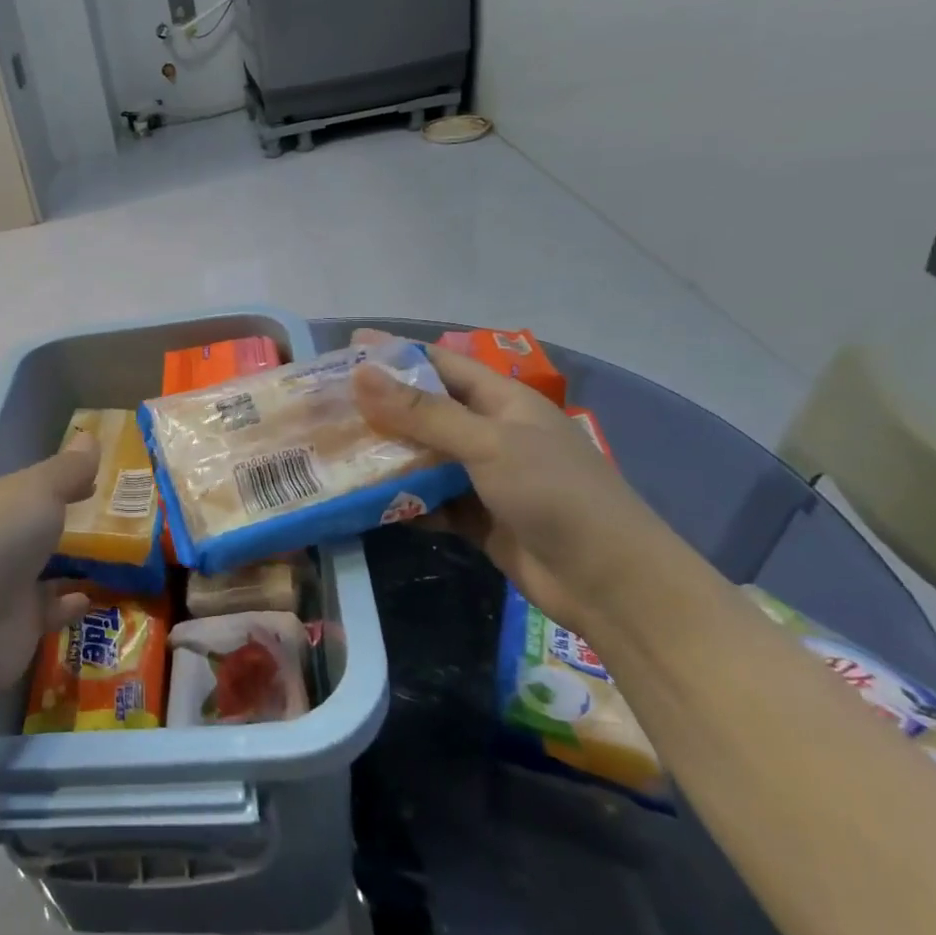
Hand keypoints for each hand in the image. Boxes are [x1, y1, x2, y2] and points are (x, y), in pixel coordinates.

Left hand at [0, 436, 100, 689]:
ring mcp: (2, 585)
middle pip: (35, 525)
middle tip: (119, 518)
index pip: (31, 484)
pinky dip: (68, 604)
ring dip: (72, 562)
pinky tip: (93, 598)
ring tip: (119, 557)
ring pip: (43, 568)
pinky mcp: (13, 627)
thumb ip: (68, 470)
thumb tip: (89, 436)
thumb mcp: (37, 491)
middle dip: (67, 521)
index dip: (64, 479)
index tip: (99, 479)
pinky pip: (48, 611)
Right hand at [351, 334, 673, 635]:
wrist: (610, 585)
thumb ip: (422, 412)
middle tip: (325, 404)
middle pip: (424, 411)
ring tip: (331, 450)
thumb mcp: (487, 444)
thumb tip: (360, 374)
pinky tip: (360, 501)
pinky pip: (427, 499)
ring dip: (384, 455)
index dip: (395, 354)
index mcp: (502, 401)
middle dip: (378, 407)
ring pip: (421, 457)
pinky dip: (399, 500)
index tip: (346, 349)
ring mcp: (482, 477)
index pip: (439, 364)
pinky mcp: (475, 517)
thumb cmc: (555, 494)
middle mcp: (490, 433)